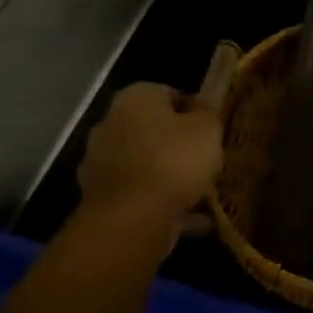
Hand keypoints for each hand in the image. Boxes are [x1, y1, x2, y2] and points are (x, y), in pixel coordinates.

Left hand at [77, 83, 222, 217]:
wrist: (131, 219)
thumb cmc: (173, 160)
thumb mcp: (207, 129)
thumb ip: (207, 114)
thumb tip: (202, 107)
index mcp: (135, 98)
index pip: (169, 94)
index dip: (194, 111)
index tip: (212, 130)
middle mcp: (110, 124)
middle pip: (152, 129)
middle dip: (176, 143)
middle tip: (205, 159)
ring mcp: (100, 163)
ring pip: (144, 163)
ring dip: (167, 174)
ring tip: (201, 192)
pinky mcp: (100, 198)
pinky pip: (139, 194)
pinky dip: (161, 202)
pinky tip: (191, 216)